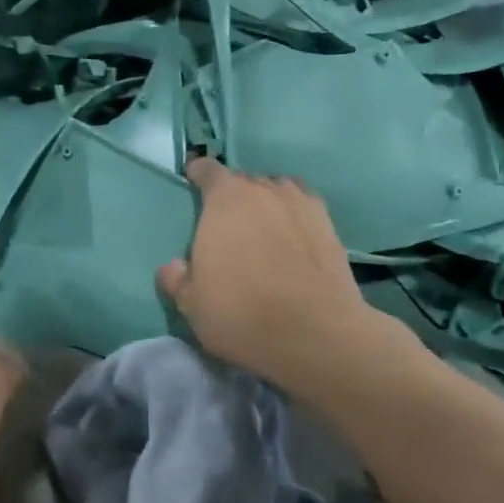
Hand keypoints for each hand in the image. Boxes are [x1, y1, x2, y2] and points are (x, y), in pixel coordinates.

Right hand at [158, 158, 373, 387]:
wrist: (314, 332)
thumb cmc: (241, 312)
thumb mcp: (192, 305)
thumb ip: (177, 279)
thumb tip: (173, 266)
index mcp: (225, 199)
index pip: (208, 170)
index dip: (199, 175)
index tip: (194, 185)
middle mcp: (264, 190)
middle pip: (244, 181)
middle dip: (234, 196)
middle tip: (228, 224)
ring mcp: (302, 204)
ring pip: (278, 191)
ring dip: (267, 203)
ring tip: (263, 228)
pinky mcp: (330, 225)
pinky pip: (304, 208)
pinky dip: (295, 217)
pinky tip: (294, 238)